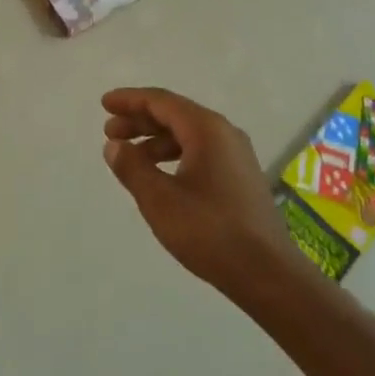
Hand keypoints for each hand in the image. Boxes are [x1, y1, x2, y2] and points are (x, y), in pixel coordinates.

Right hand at [102, 87, 294, 293]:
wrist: (269, 275)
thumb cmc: (210, 231)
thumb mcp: (160, 199)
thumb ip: (132, 167)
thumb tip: (114, 146)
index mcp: (206, 129)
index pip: (161, 101)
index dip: (130, 100)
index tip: (105, 104)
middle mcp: (224, 134)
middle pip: (175, 114)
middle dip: (140, 120)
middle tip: (110, 132)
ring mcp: (236, 156)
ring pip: (188, 135)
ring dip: (155, 140)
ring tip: (129, 157)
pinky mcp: (241, 178)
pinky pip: (200, 152)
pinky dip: (174, 155)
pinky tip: (160, 176)